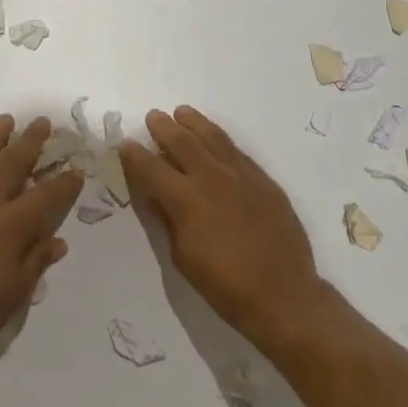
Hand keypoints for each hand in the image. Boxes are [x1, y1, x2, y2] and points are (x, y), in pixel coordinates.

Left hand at [0, 115, 78, 371]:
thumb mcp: (15, 293)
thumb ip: (36, 261)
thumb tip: (58, 241)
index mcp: (10, 227)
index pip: (46, 196)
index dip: (64, 182)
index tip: (77, 169)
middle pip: (11, 164)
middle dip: (30, 141)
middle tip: (42, 122)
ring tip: (6, 120)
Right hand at [120, 106, 328, 347]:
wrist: (283, 294)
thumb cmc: (224, 284)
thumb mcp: (182, 256)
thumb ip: (166, 218)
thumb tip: (154, 194)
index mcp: (185, 198)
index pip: (151, 167)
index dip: (134, 154)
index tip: (124, 144)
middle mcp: (212, 177)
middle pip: (182, 141)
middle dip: (163, 127)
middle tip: (153, 117)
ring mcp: (241, 175)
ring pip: (213, 137)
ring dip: (194, 123)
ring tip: (182, 112)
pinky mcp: (264, 181)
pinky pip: (237, 151)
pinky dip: (221, 140)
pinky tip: (215, 138)